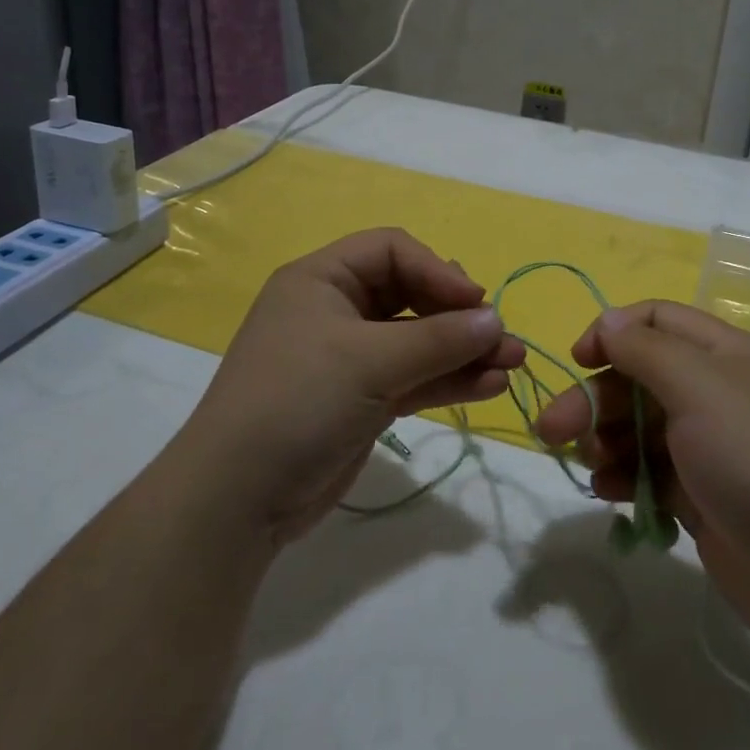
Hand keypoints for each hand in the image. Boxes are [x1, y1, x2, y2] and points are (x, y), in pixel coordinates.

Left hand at [181, 229, 524, 548]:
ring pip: (418, 341)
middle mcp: (337, 310)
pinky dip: (449, 380)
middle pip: (411, 295)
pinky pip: (414, 378)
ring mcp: (350, 358)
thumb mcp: (369, 361)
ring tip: (512, 364)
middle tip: (500, 336)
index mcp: (323, 280)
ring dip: (464, 351)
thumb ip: (439, 339)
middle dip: (458, 315)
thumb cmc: (297, 402)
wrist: (237, 499)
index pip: (392, 250)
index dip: (437, 270)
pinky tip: (489, 386)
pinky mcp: (362, 400)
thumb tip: (496, 320)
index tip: (475, 303)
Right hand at [534, 301, 749, 654]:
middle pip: (639, 377)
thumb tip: (608, 321)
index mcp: (725, 354)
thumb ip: (645, 349)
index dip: (614, 331)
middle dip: (594, 398)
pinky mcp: (702, 495)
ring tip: (590, 463)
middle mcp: (717, 393)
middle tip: (552, 428)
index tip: (578, 359)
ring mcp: (709, 447)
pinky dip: (624, 476)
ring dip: (605, 438)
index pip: (659, 321)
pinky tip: (607, 490)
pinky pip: (650, 473)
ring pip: (639, 427)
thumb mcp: (698, 385)